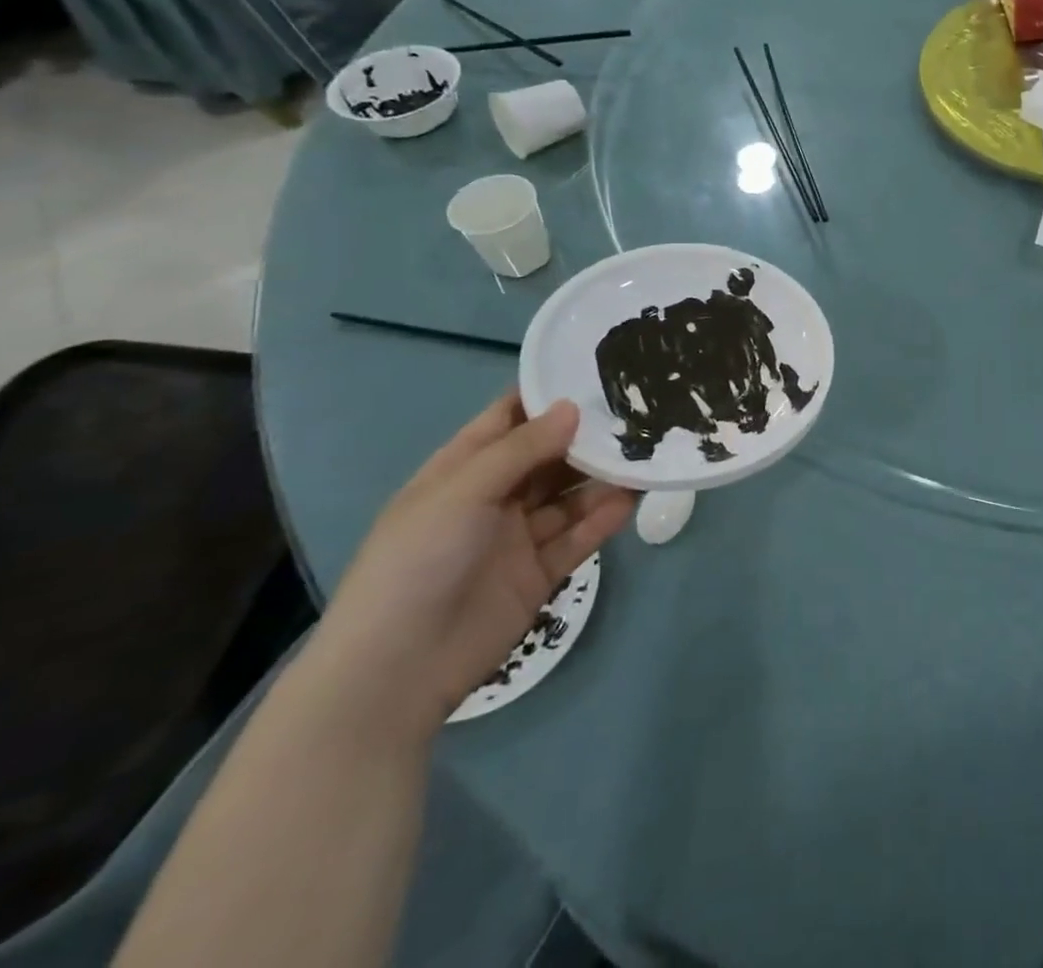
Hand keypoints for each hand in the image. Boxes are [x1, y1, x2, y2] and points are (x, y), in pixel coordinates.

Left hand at [309, 392, 638, 740]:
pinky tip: (631, 499)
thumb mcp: (462, 492)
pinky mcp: (540, 572)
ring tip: (646, 453)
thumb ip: (521, 449)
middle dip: (586, 436)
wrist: (397, 670)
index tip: (596, 372)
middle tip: (637, 412)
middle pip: (549, 456)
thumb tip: (573, 408)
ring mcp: (518, 536)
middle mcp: (493, 497)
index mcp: (461, 471)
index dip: (547, 396)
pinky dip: (603, 518)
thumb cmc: (417, 562)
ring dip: (602, 477)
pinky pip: (579, 537)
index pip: (508, 419)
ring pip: (570, 496)